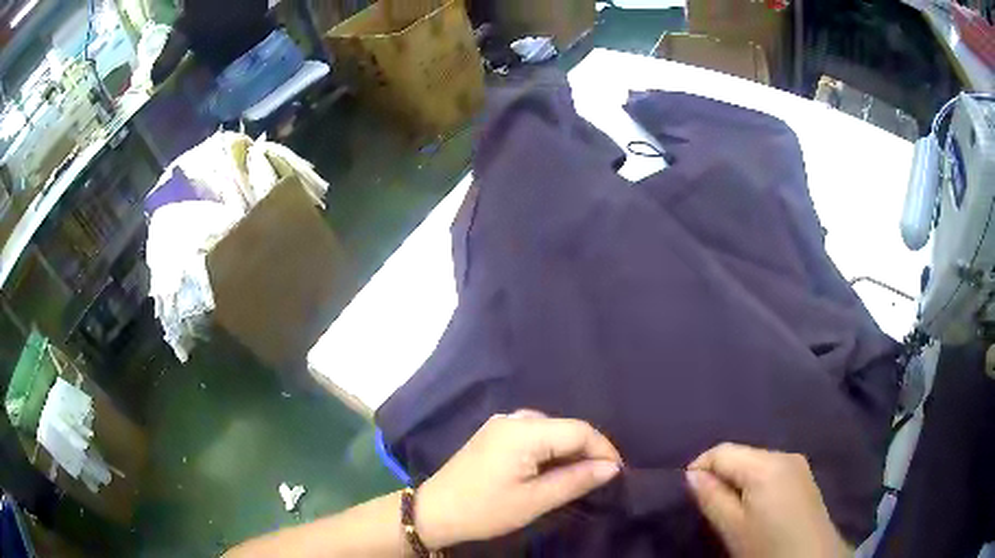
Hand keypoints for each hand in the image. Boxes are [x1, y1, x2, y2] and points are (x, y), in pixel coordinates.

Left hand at [416, 410, 622, 549]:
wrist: (435, 511)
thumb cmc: (485, 510)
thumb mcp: (535, 501)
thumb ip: (576, 480)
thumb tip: (612, 468)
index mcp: (524, 432)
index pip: (579, 431)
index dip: (603, 449)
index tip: (617, 473)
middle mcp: (514, 418)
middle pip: (565, 427)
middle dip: (587, 450)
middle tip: (601, 478)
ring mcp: (501, 423)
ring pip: (551, 430)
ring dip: (569, 450)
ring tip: (580, 476)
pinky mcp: (494, 433)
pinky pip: (533, 433)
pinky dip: (550, 449)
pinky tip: (552, 469)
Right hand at [686, 444, 851, 557]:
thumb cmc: (767, 546)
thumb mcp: (732, 527)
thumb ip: (711, 498)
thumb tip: (691, 475)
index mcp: (766, 464)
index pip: (722, 451)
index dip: (699, 467)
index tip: (689, 493)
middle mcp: (784, 455)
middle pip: (741, 455)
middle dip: (720, 475)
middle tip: (709, 505)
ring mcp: (798, 464)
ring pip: (756, 463)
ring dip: (738, 480)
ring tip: (729, 508)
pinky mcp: (805, 477)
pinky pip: (772, 471)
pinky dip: (756, 484)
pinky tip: (755, 507)